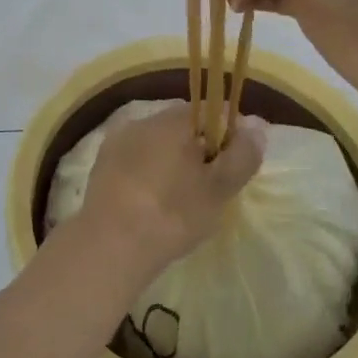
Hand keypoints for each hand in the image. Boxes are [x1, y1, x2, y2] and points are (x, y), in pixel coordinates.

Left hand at [77, 102, 262, 283]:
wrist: (110, 245)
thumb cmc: (173, 213)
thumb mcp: (219, 188)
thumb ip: (243, 153)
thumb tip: (256, 124)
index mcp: (172, 119)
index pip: (210, 111)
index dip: (227, 135)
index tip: (232, 166)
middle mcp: (142, 120)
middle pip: (181, 127)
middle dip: (199, 149)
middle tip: (210, 187)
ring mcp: (117, 142)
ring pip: (157, 144)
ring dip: (171, 162)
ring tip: (180, 200)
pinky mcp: (101, 166)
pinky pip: (135, 161)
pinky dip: (148, 175)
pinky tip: (152, 203)